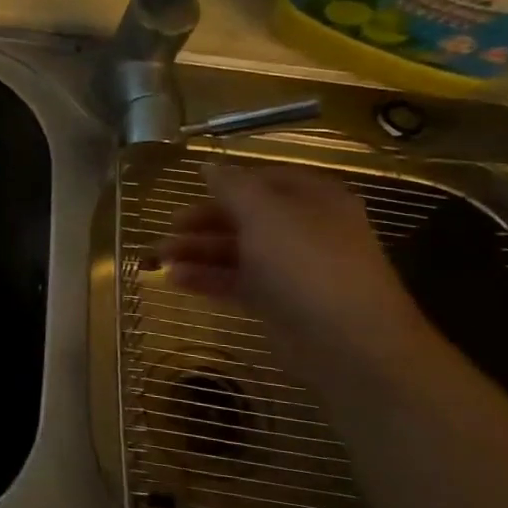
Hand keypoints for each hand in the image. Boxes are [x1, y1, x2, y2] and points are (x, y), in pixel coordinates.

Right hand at [154, 163, 429, 368]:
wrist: (348, 343)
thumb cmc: (307, 264)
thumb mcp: (265, 214)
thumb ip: (232, 187)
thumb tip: (208, 164)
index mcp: (314, 200)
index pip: (269, 179)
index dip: (232, 181)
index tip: (194, 186)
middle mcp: (305, 230)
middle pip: (248, 217)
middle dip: (205, 221)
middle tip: (170, 226)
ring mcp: (292, 269)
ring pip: (238, 251)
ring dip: (198, 251)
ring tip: (158, 257)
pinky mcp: (279, 303)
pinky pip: (237, 282)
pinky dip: (208, 279)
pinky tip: (175, 280)